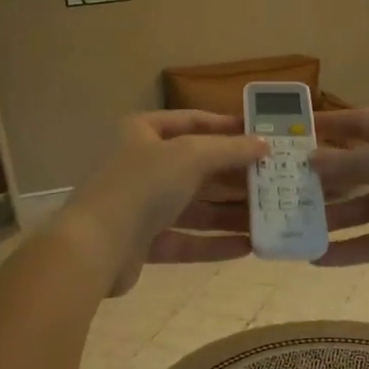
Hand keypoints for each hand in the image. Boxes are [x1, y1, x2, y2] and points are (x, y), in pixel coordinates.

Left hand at [60, 111, 269, 296]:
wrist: (94, 247)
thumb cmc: (142, 185)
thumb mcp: (190, 156)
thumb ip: (229, 149)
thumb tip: (263, 143)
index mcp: (143, 132)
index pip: (192, 121)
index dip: (227, 126)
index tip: (262, 135)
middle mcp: (141, 165)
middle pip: (197, 167)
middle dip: (235, 176)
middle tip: (274, 181)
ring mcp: (141, 205)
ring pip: (194, 206)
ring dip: (230, 213)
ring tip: (270, 218)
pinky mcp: (144, 242)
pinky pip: (186, 239)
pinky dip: (214, 242)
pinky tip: (248, 247)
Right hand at [310, 109, 368, 294]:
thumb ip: (347, 162)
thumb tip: (310, 160)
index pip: (364, 122)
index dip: (331, 126)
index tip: (295, 134)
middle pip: (362, 167)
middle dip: (327, 178)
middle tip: (286, 187)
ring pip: (367, 206)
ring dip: (335, 217)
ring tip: (296, 226)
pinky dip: (353, 248)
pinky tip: (320, 258)